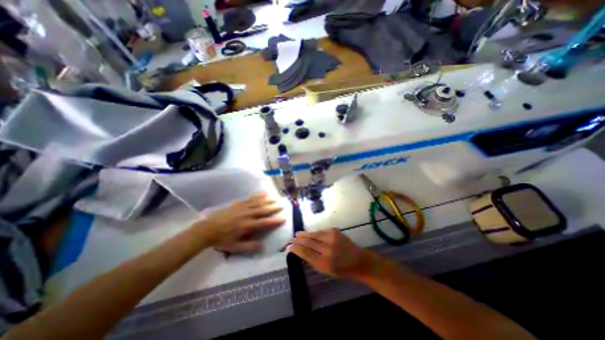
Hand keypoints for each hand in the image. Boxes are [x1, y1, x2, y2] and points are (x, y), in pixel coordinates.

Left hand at [195, 192, 286, 253]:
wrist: (207, 229)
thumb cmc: (222, 239)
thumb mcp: (235, 247)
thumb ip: (249, 247)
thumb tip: (263, 247)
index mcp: (247, 225)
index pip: (264, 222)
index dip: (274, 221)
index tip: (283, 218)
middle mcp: (247, 214)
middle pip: (263, 209)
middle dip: (274, 207)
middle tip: (282, 205)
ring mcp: (243, 207)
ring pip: (258, 202)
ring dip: (268, 200)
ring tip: (276, 198)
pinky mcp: (239, 203)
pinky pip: (251, 198)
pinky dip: (258, 195)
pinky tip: (264, 193)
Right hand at [289, 229, 381, 280]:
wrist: (357, 260)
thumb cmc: (340, 269)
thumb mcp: (325, 270)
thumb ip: (312, 261)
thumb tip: (300, 252)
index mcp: (324, 262)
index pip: (305, 253)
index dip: (296, 249)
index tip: (289, 247)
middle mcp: (327, 249)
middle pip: (308, 242)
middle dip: (298, 240)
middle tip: (292, 239)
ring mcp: (331, 238)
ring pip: (313, 234)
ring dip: (304, 234)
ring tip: (297, 234)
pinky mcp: (334, 231)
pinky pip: (320, 231)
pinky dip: (314, 233)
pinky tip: (309, 233)